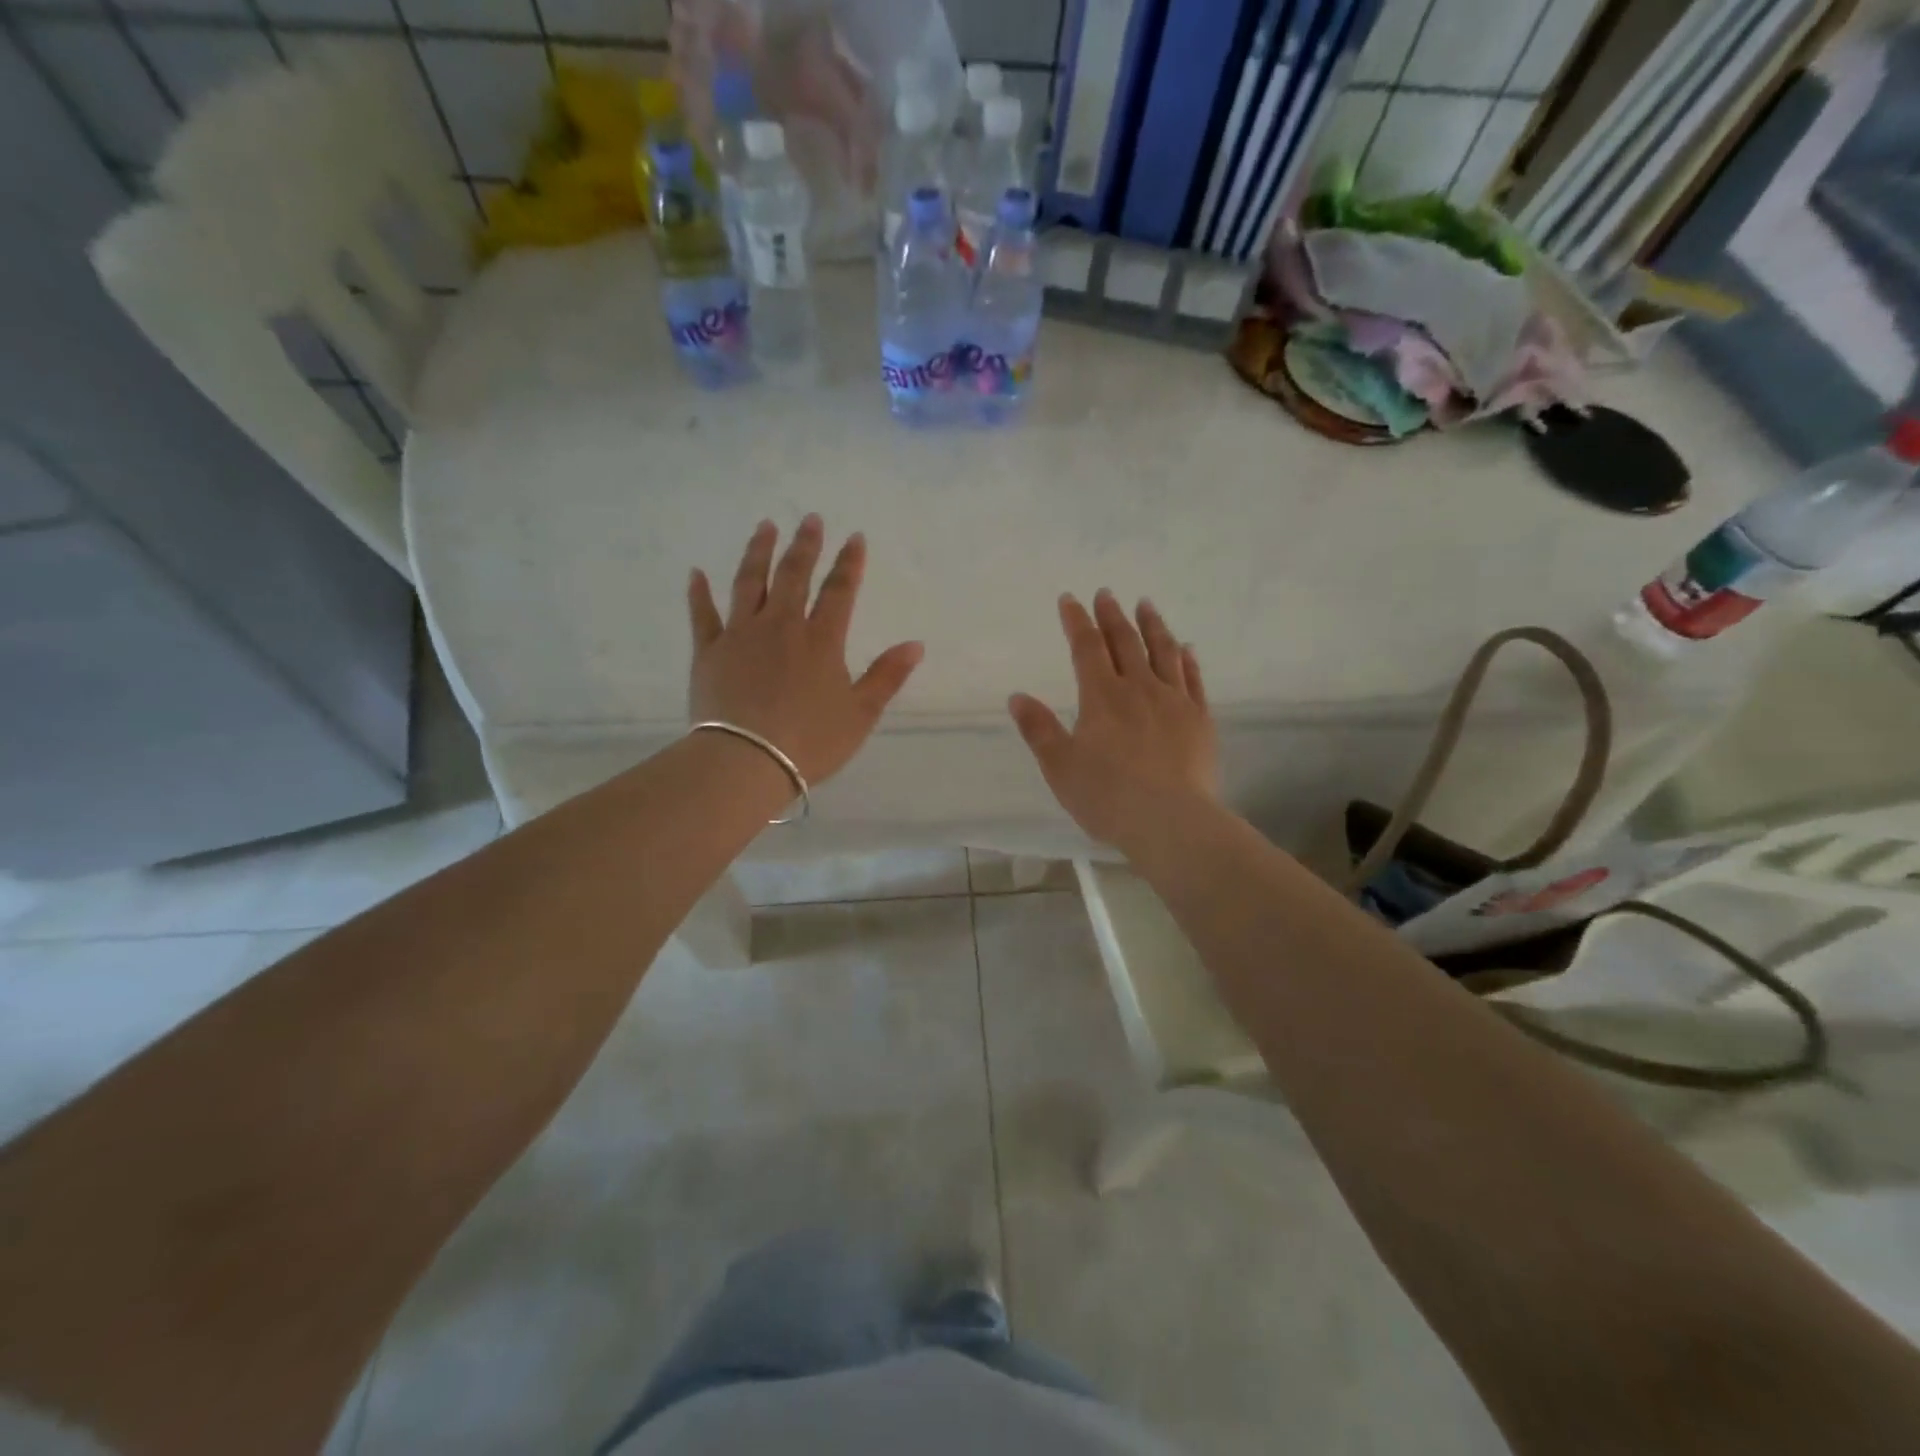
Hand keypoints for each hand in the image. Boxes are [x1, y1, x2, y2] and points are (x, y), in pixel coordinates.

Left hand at [689, 516, 923, 784]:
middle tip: (810, 518)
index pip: (839, 591)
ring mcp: (741, 635)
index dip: (849, 563)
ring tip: (765, 527)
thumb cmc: (810, 741)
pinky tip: (696, 573)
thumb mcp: (860, 714)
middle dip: (805, 545)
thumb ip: (887, 676)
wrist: (746, 761)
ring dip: (758, 552)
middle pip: (794, 575)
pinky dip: (698, 593)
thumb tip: (916, 645)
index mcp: (821, 640)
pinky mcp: (709, 652)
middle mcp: (781, 626)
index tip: (855, 537)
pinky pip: (703, 615)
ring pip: (750, 583)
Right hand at [1009, 591, 1219, 852]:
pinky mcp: (1200, 720)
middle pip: (1125, 642)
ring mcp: (1174, 702)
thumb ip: (1039, 729)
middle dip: (1113, 616)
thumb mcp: (1060, 767)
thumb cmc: (1107, 797)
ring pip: (1164, 652)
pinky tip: (1187, 648)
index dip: (1077, 621)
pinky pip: (1194, 680)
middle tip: (1107, 594)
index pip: (1086, 648)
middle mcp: (1139, 689)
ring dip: (1153, 626)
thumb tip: (1017, 696)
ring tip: (1146, 605)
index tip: (1070, 599)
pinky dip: (1188, 660)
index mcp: (1101, 697)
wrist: (1171, 821)